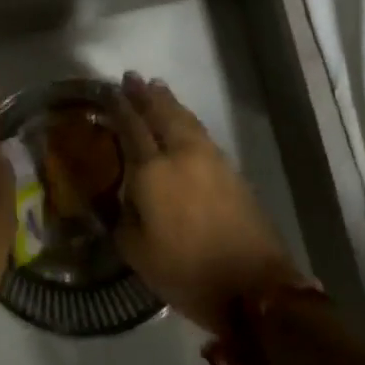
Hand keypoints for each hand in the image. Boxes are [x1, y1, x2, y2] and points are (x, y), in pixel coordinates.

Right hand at [108, 72, 306, 337]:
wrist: (255, 287)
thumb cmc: (187, 273)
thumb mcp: (138, 253)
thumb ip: (124, 217)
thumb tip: (123, 196)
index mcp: (152, 172)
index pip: (131, 128)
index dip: (119, 108)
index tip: (109, 91)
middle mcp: (181, 155)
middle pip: (161, 114)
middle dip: (145, 95)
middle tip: (131, 77)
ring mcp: (210, 159)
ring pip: (185, 119)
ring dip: (168, 102)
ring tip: (156, 88)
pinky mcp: (230, 170)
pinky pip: (200, 132)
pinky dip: (186, 119)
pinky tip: (182, 120)